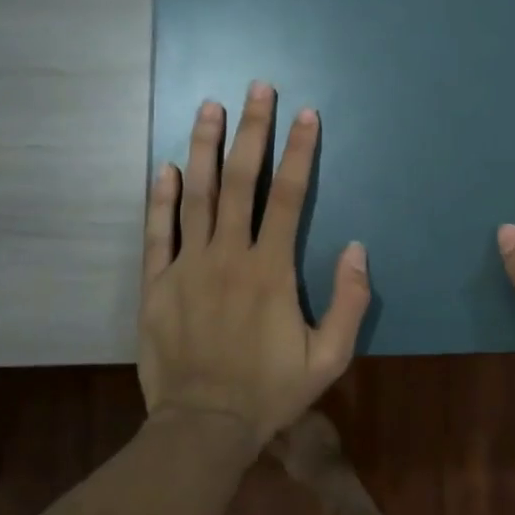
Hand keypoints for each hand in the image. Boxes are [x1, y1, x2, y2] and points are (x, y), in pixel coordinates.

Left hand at [139, 82, 369, 444]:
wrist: (203, 427)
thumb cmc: (271, 391)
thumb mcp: (330, 357)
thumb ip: (350, 301)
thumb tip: (358, 248)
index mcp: (271, 270)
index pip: (288, 196)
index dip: (299, 151)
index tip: (305, 113)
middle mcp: (228, 256)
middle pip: (241, 181)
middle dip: (251, 131)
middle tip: (257, 88)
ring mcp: (187, 267)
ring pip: (197, 195)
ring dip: (205, 147)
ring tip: (209, 106)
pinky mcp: (156, 284)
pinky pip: (158, 232)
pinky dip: (161, 197)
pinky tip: (167, 165)